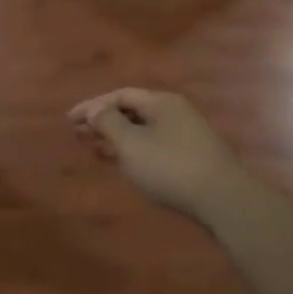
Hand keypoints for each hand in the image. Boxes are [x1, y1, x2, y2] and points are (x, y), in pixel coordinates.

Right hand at [68, 89, 264, 228]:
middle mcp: (175, 111)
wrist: (222, 198)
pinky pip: (154, 144)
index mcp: (161, 101)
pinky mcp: (191, 155)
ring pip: (143, 129)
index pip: (121, 95)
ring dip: (117, 137)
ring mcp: (186, 133)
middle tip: (79, 134)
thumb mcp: (132, 144)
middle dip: (104, 121)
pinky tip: (124, 163)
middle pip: (132, 110)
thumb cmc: (171, 167)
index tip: (70, 120)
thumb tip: (95, 109)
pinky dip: (133, 150)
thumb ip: (109, 123)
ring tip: (95, 148)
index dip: (92, 106)